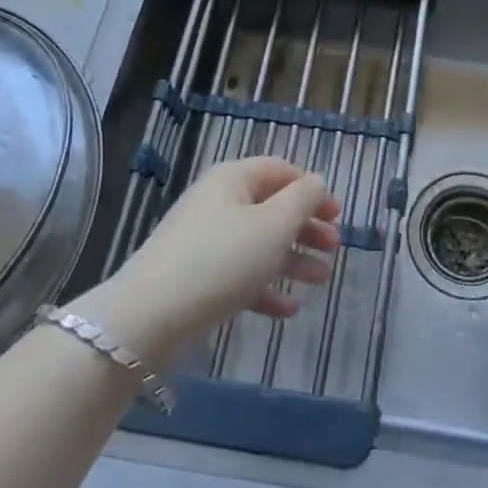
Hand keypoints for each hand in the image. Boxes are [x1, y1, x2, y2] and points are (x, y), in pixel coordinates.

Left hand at [65, 158, 339, 364]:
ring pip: (258, 243)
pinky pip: (239, 274)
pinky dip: (265, 286)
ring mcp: (203, 240)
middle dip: (306, 228)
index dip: (313, 190)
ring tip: (321, 280)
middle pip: (271, 208)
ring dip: (292, 259)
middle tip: (334, 248)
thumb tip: (316, 183)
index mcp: (233, 178)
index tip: (339, 215)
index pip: (282, 171)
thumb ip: (303, 199)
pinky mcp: (194, 276)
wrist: (149, 316)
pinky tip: (288, 309)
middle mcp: (217, 202)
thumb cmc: (221, 260)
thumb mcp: (274, 225)